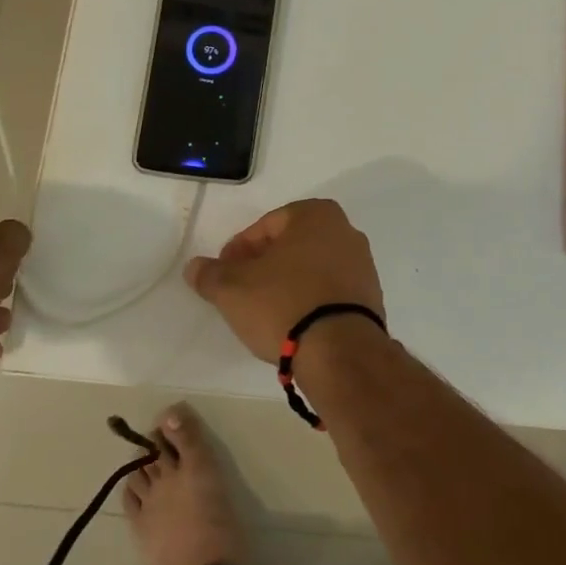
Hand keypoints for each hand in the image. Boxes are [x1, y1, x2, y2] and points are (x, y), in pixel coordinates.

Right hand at [183, 199, 383, 361]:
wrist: (341, 351)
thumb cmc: (284, 304)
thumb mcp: (233, 289)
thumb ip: (210, 274)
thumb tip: (195, 267)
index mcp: (316, 214)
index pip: (265, 226)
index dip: (238, 250)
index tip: (223, 275)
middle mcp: (345, 230)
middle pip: (291, 245)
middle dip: (264, 266)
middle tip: (240, 292)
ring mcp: (363, 264)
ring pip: (312, 268)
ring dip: (287, 283)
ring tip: (265, 313)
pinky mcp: (370, 296)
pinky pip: (330, 291)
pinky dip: (310, 300)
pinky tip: (294, 324)